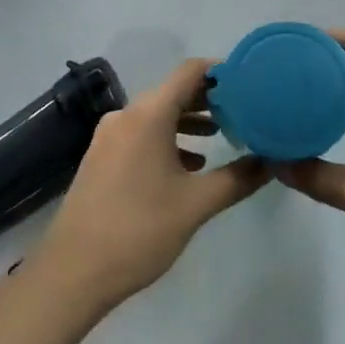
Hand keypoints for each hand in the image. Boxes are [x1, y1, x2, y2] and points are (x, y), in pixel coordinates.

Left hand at [36, 59, 269, 310]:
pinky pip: (141, 132)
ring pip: (156, 114)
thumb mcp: (196, 205)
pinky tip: (187, 164)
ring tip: (220, 136)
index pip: (190, 72)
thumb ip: (237, 179)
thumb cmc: (139, 230)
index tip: (248, 83)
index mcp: (149, 114)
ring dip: (188, 120)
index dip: (220, 72)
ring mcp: (109, 135)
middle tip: (242, 111)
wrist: (73, 271)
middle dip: (208, 99)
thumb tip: (271, 161)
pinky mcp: (101, 156)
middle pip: (173, 91)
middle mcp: (127, 114)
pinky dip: (166, 138)